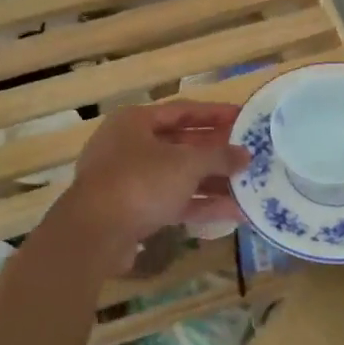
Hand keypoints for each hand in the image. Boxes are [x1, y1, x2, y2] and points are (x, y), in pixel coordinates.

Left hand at [61, 102, 247, 258]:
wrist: (95, 233)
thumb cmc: (140, 182)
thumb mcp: (186, 164)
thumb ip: (219, 157)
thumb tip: (246, 155)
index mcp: (135, 122)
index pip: (183, 110)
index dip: (215, 114)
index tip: (244, 118)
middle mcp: (129, 146)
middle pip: (180, 144)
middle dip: (215, 151)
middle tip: (248, 154)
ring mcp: (129, 181)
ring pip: (178, 176)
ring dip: (212, 181)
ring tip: (248, 185)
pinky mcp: (133, 211)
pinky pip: (172, 202)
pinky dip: (199, 204)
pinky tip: (233, 212)